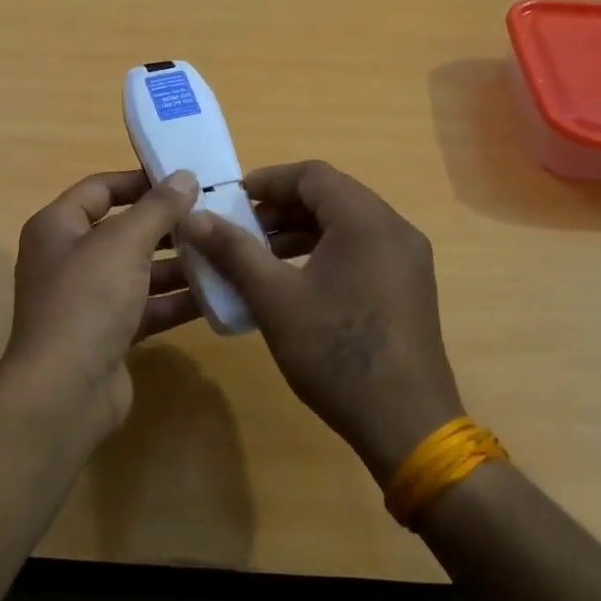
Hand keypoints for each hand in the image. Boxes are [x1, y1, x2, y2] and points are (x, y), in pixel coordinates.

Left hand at [0, 168, 201, 434]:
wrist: (65, 391)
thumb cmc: (87, 300)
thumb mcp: (124, 243)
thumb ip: (157, 208)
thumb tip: (183, 176)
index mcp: (57, 227)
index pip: (100, 189)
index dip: (140, 181)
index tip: (184, 180)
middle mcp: (68, 259)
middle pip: (123, 231)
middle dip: (167, 226)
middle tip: (213, 218)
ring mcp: (87, 299)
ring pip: (138, 271)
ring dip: (177, 264)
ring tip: (223, 253)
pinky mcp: (108, 334)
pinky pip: (146, 307)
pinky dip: (175, 301)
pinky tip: (216, 295)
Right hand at [184, 161, 463, 480]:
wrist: (406, 425)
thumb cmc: (336, 353)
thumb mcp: (274, 298)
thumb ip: (233, 251)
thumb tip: (193, 218)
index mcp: (366, 221)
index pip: (312, 175)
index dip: (267, 181)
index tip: (230, 201)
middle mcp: (394, 229)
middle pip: (330, 196)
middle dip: (280, 208)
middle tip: (240, 231)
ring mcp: (407, 259)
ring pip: (345, 225)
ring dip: (300, 231)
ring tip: (259, 257)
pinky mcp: (408, 287)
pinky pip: (360, 250)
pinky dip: (323, 252)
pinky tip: (294, 281)